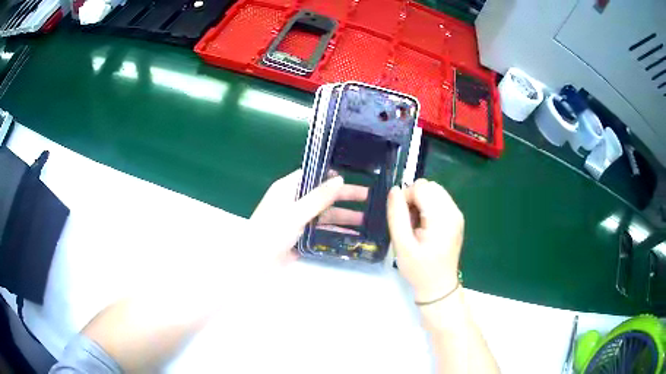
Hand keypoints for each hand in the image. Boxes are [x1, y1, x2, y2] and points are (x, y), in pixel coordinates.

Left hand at [250, 169, 366, 264]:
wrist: (256, 262)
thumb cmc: (272, 231)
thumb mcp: (296, 212)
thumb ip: (318, 197)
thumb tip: (340, 178)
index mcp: (289, 189)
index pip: (313, 175)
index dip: (332, 175)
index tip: (354, 176)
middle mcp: (295, 201)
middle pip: (323, 195)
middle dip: (345, 196)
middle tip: (369, 197)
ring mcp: (299, 220)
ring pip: (325, 214)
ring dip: (344, 216)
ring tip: (367, 220)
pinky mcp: (302, 237)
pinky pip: (323, 231)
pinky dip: (337, 232)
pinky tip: (353, 235)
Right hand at [387, 179, 463, 302]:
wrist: (438, 286)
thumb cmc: (419, 269)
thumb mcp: (402, 245)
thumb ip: (396, 215)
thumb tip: (394, 190)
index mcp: (442, 218)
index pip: (421, 188)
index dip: (406, 198)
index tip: (401, 219)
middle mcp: (453, 211)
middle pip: (429, 186)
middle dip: (414, 198)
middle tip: (408, 222)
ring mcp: (457, 214)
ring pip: (434, 191)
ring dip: (421, 201)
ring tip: (416, 224)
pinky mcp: (456, 218)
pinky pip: (439, 199)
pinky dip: (428, 206)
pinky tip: (425, 225)